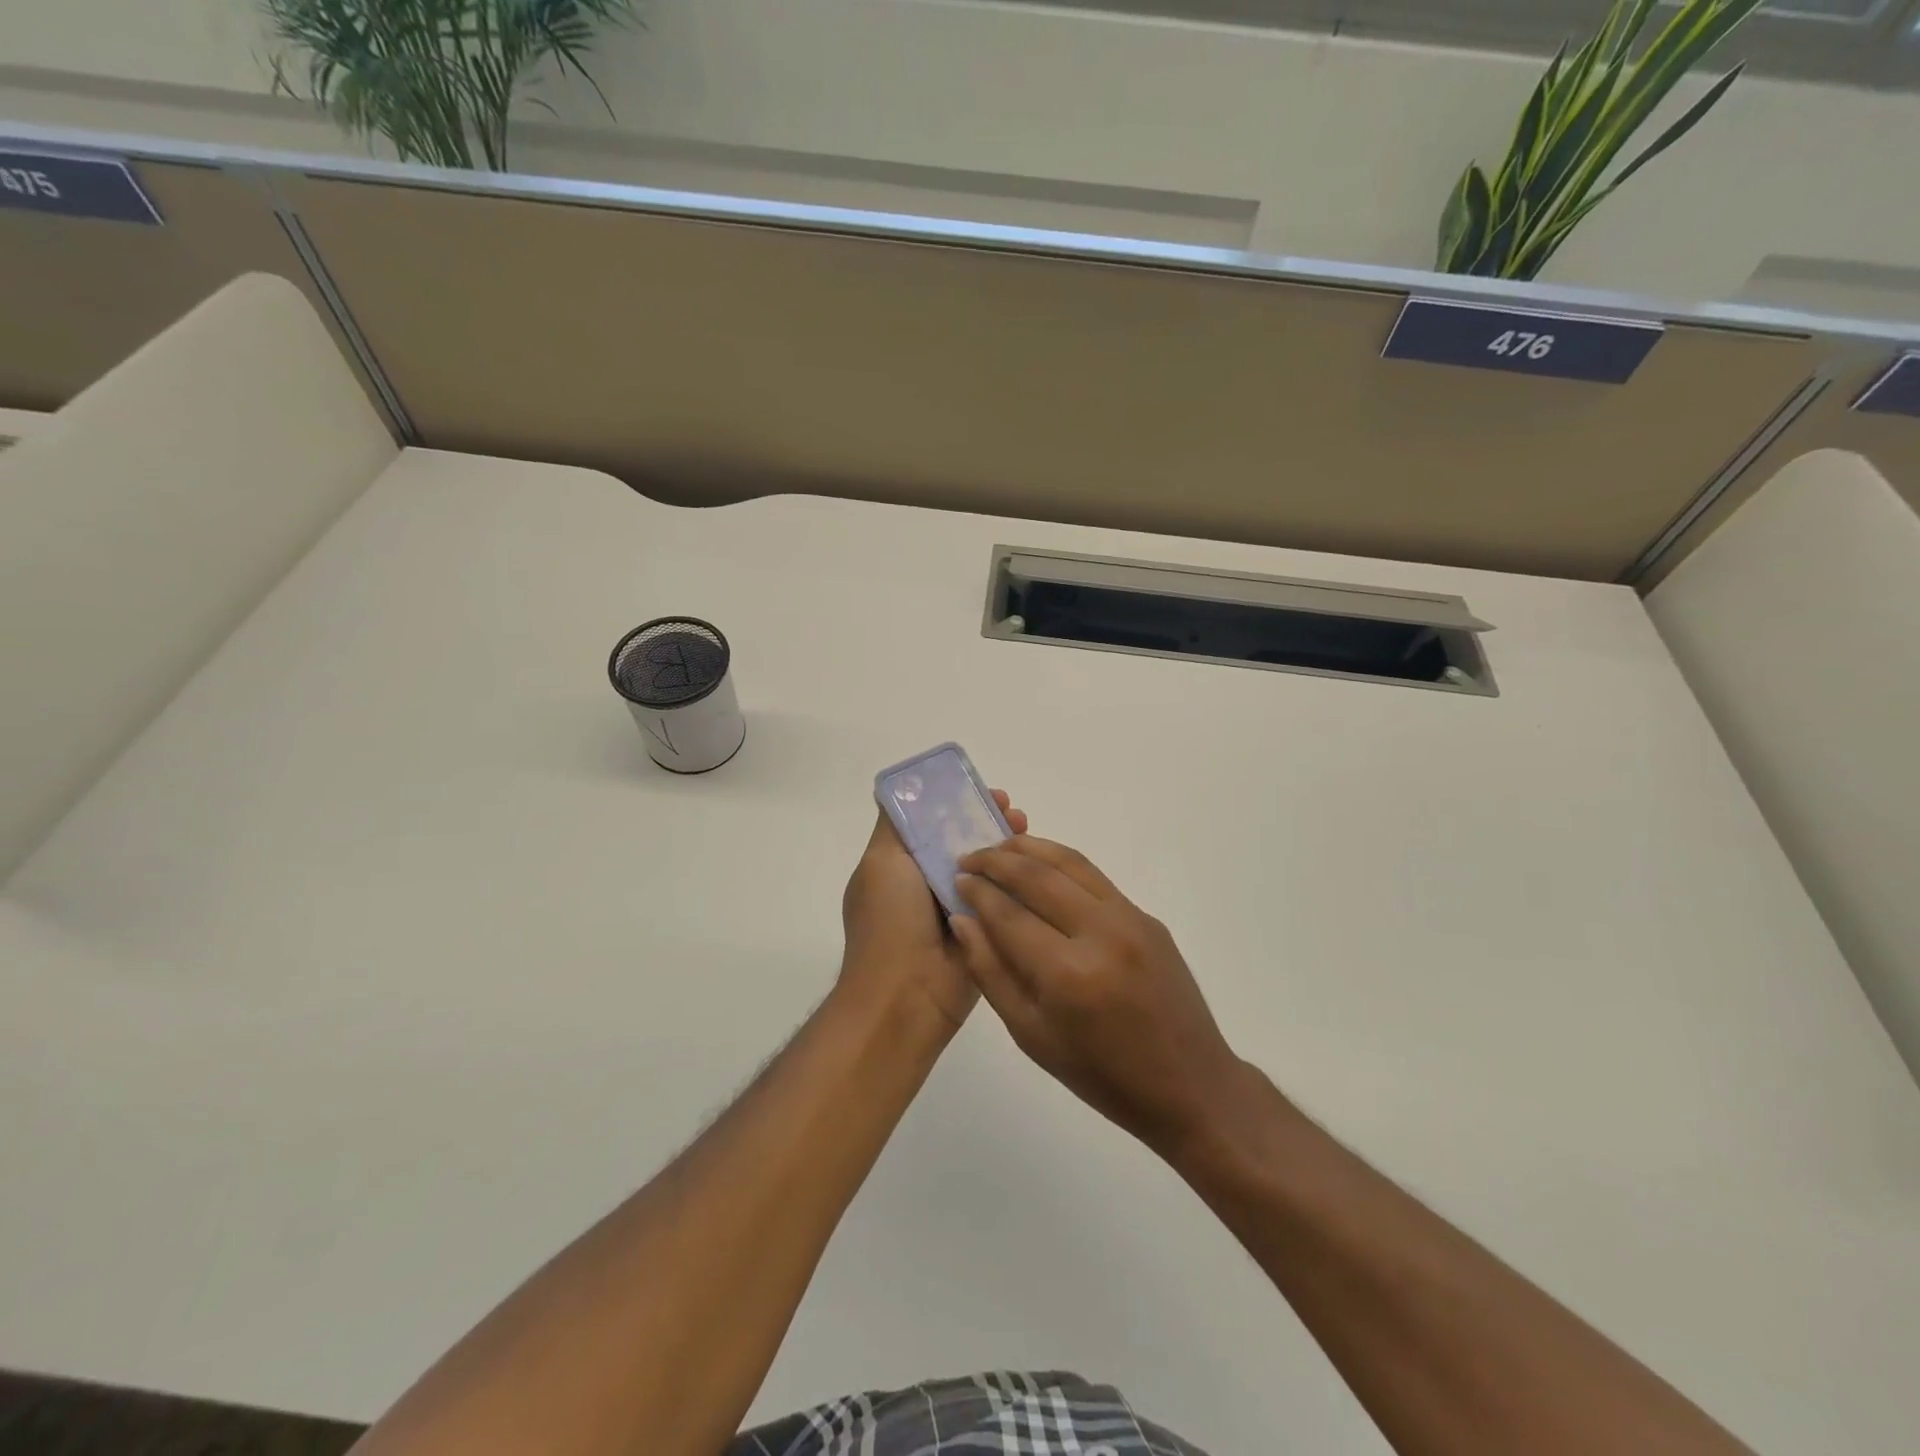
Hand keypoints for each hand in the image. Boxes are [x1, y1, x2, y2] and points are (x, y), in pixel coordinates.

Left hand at [837, 790, 1027, 1032]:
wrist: (907, 995)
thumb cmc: (889, 922)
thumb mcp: (881, 862)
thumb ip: (894, 825)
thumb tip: (902, 788)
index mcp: (901, 867)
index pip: (932, 824)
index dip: (954, 804)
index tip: (979, 791)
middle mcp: (929, 885)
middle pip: (963, 843)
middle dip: (987, 822)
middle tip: (1013, 811)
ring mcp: (959, 910)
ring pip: (987, 869)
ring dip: (1006, 847)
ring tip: (1025, 828)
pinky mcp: (986, 932)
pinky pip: (1004, 899)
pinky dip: (1018, 880)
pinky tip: (1035, 864)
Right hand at [952, 837, 1243, 1154]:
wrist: (1189, 1084)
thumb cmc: (1101, 1075)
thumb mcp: (1032, 1036)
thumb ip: (992, 973)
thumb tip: (964, 920)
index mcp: (1067, 974)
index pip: (1008, 914)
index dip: (977, 892)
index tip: (956, 880)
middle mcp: (1100, 933)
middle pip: (1037, 876)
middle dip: (996, 860)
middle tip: (969, 857)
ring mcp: (1129, 919)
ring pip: (1069, 863)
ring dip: (1029, 848)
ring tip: (1000, 847)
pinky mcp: (1147, 916)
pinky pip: (1095, 878)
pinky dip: (1061, 862)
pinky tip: (1042, 867)